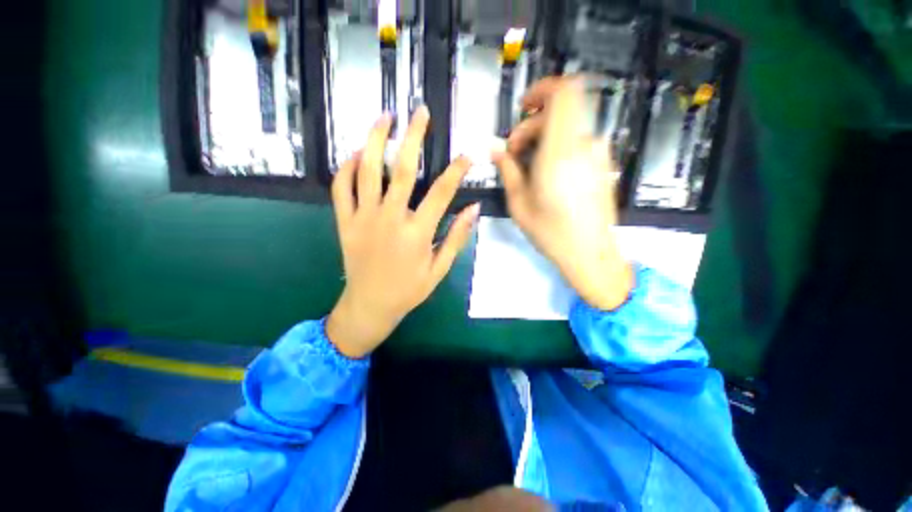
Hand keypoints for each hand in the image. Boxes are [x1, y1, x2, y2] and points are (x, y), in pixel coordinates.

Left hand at [326, 106, 479, 357]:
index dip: (456, 170)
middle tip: (420, 112)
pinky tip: (357, 154)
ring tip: (384, 117)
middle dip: (413, 137)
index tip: (467, 154)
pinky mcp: (345, 222)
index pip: (441, 192)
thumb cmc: (408, 290)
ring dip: (376, 140)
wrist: (370, 305)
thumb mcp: (439, 269)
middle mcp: (389, 219)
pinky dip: (347, 167)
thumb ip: (457, 237)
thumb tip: (473, 208)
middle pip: (401, 169)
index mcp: (416, 233)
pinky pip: (341, 187)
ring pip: (367, 170)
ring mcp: (363, 218)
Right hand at [493, 76, 633, 310]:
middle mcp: (584, 146)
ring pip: (567, 129)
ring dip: (544, 141)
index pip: (564, 92)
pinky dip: (558, 149)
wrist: (591, 254)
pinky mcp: (602, 165)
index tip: (523, 107)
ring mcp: (598, 155)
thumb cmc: (552, 233)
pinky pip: (576, 144)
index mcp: (561, 152)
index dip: (542, 89)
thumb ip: (507, 170)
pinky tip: (547, 175)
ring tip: (528, 169)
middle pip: (558, 113)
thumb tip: (496, 149)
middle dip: (531, 127)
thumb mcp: (519, 204)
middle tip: (514, 155)